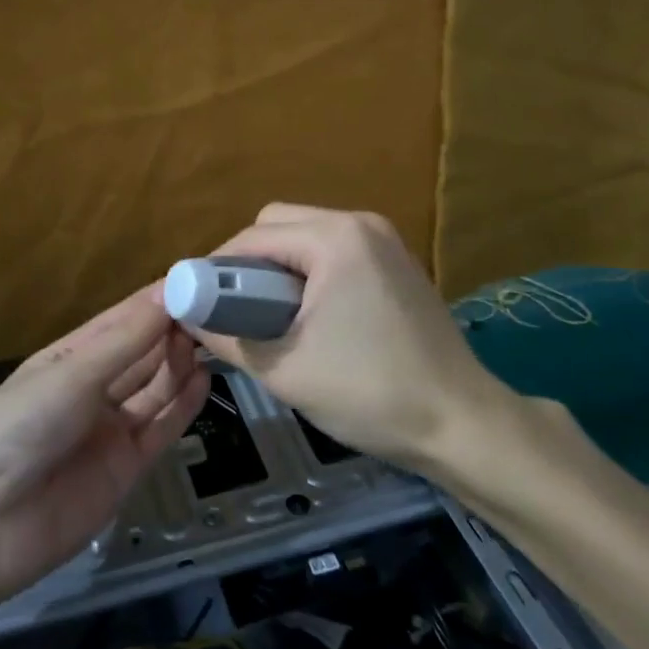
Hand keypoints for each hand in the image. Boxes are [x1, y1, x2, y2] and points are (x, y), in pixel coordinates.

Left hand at [0, 285, 209, 612]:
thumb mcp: (72, 376)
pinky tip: (204, 379)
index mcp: (70, 358)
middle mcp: (92, 388)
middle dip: (174, 330)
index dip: (156, 301)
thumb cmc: (20, 428)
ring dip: (181, 363)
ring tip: (214, 339)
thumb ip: (126, 341)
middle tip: (217, 309)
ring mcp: (110, 428)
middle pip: (142, 353)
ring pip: (156, 387)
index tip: (198, 278)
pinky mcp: (126, 466)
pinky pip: (161, 427)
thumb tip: (168, 294)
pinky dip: (183, 404)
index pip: (122, 320)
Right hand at [190, 203, 493, 469]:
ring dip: (279, 269)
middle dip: (248, 263)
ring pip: (308, 237)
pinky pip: (336, 253)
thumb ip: (227, 337)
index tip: (196, 302)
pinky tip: (308, 316)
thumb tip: (186, 316)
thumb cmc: (370, 393)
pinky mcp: (398, 263)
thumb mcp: (285, 369)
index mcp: (335, 238)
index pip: (254, 236)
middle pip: (280, 224)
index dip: (217, 268)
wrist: (463, 424)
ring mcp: (385, 241)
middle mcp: (361, 224)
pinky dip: (310, 274)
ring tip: (266, 318)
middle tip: (232, 311)